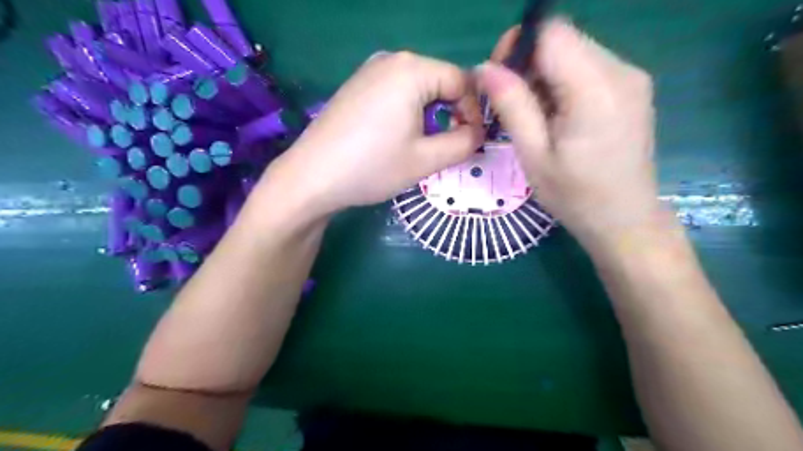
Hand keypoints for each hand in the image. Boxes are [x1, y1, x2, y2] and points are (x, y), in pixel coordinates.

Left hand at [264, 51, 481, 219]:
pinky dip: (408, 112)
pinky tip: (396, 137)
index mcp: (412, 70)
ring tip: (423, 146)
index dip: (474, 112)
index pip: (462, 81)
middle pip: (440, 81)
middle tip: (448, 147)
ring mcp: (369, 71)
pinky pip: (396, 92)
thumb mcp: (426, 160)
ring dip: (430, 115)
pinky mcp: (356, 86)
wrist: (311, 177)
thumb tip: (477, 133)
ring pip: (418, 88)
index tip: (472, 141)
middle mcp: (391, 59)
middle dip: (452, 114)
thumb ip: (464, 143)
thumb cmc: (372, 167)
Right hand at [475, 20, 658, 247]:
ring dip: (544, 75)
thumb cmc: (574, 195)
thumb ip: (511, 105)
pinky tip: (557, 116)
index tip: (500, 78)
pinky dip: (563, 83)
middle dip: (528, 62)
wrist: (624, 219)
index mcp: (595, 89)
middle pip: (563, 39)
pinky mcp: (632, 87)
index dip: (518, 44)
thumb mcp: (533, 154)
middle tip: (511, 104)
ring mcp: (631, 78)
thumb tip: (484, 68)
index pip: (551, 31)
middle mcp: (621, 71)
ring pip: (574, 51)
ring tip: (535, 116)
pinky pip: (588, 67)